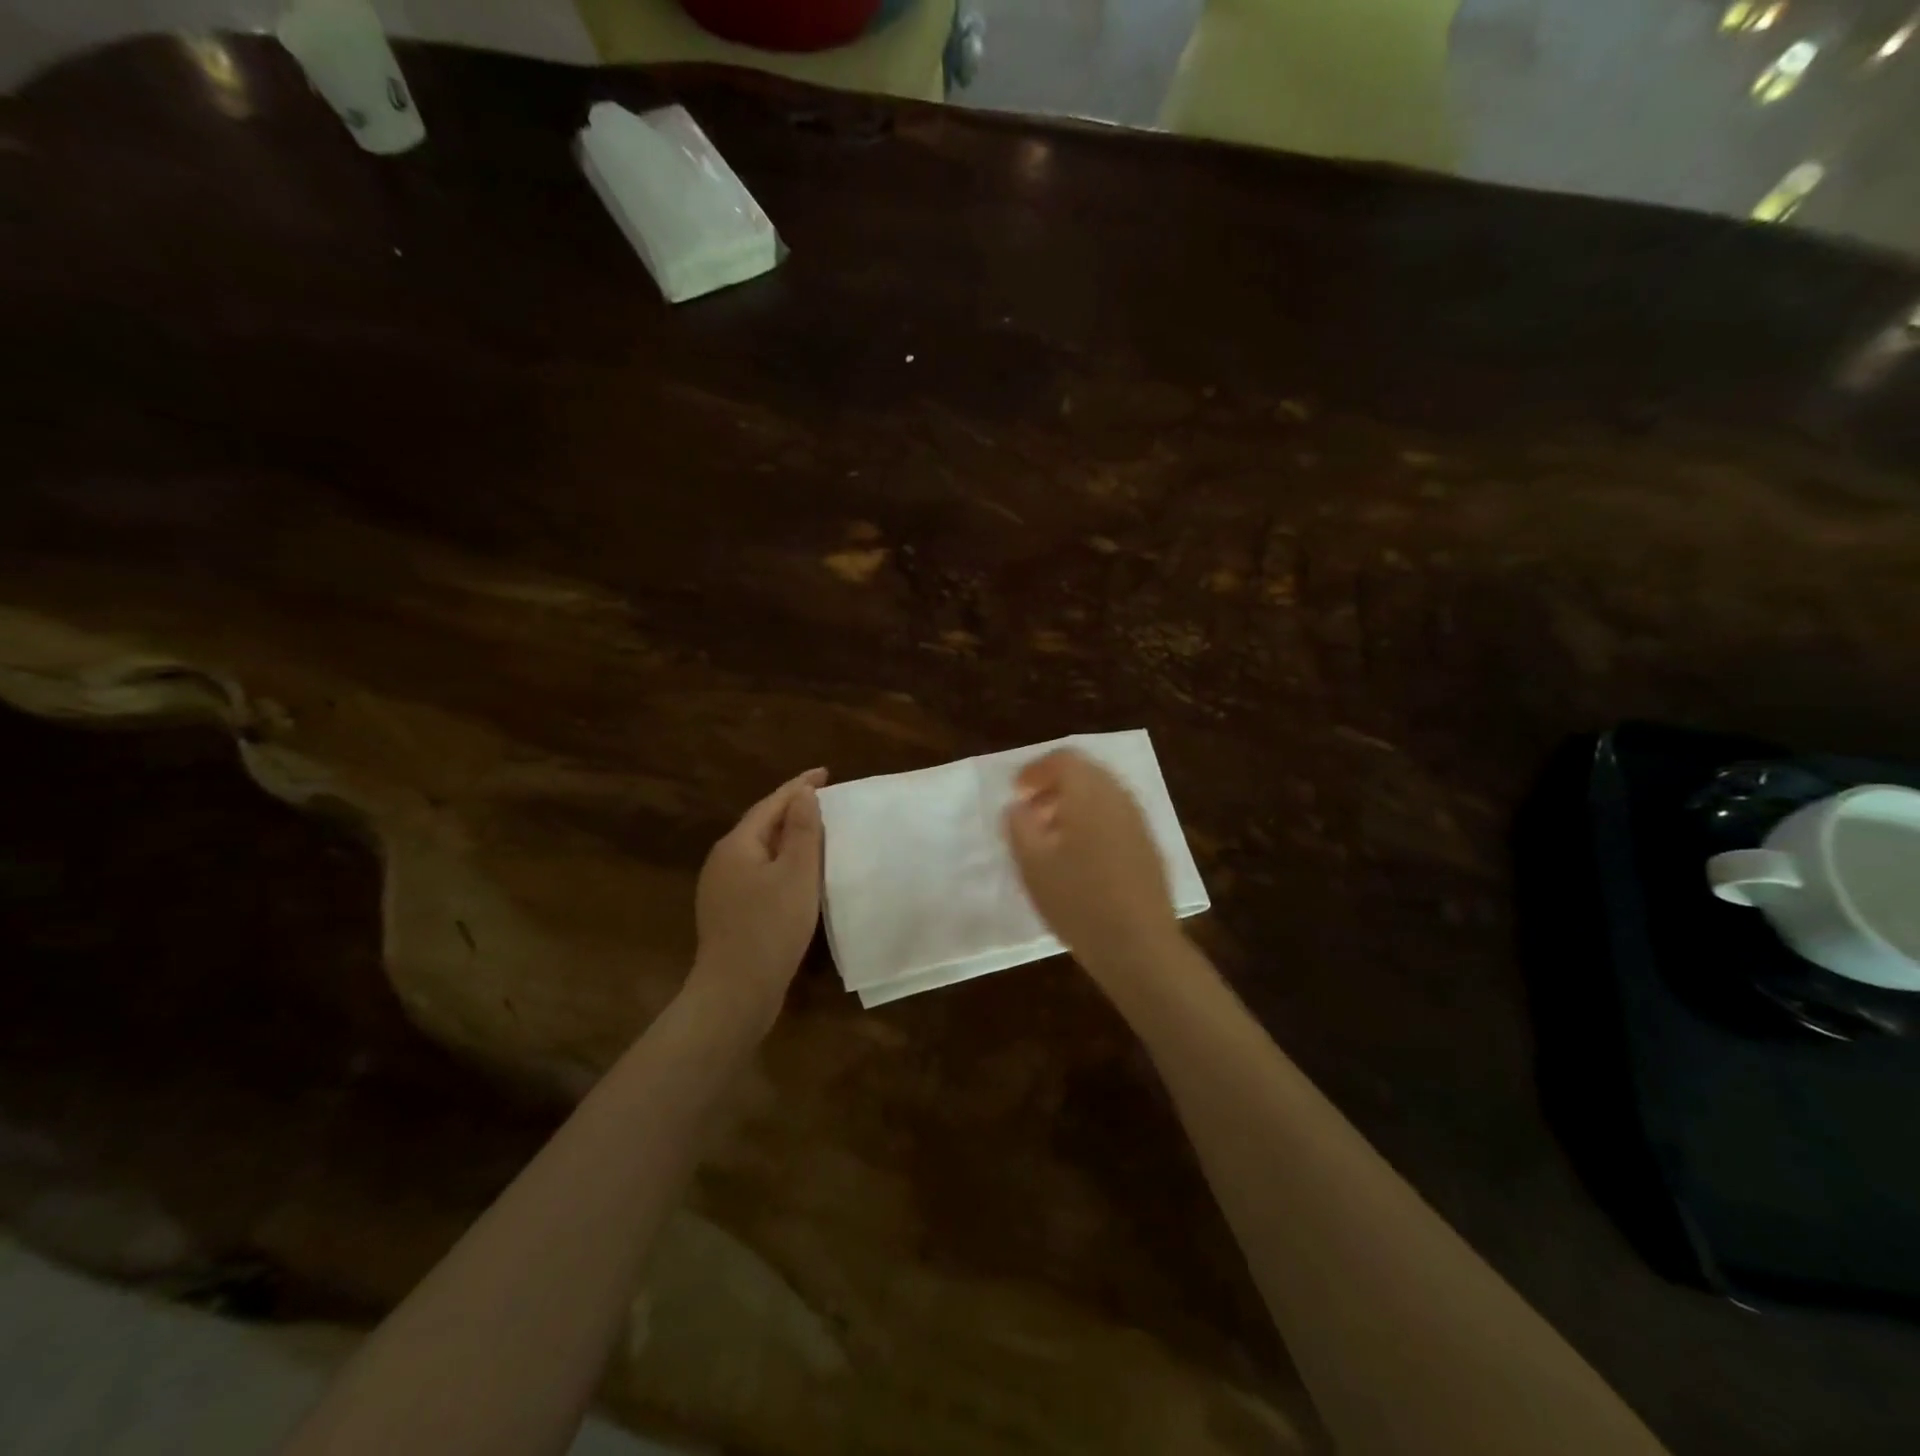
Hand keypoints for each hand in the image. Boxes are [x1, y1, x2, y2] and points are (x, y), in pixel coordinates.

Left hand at [688, 767, 827, 1024]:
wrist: (735, 993)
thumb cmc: (770, 927)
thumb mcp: (796, 874)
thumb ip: (802, 830)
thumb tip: (802, 793)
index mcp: (737, 845)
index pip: (771, 804)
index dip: (799, 786)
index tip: (825, 773)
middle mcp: (723, 861)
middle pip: (762, 825)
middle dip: (792, 810)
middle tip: (825, 800)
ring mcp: (722, 889)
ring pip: (761, 851)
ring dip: (788, 838)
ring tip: (817, 833)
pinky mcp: (730, 913)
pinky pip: (760, 874)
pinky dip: (782, 864)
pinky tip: (799, 876)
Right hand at [1003, 749, 1181, 979]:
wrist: (1139, 945)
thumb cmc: (1078, 901)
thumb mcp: (1032, 864)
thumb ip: (1019, 825)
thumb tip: (1018, 806)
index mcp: (1090, 794)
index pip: (1064, 759)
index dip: (1036, 770)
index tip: (1016, 792)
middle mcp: (1119, 798)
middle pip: (1086, 773)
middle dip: (1055, 785)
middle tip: (1031, 811)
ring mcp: (1139, 822)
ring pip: (1102, 796)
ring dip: (1074, 805)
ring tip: (1050, 836)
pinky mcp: (1149, 847)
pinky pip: (1116, 817)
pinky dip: (1093, 821)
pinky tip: (1079, 856)